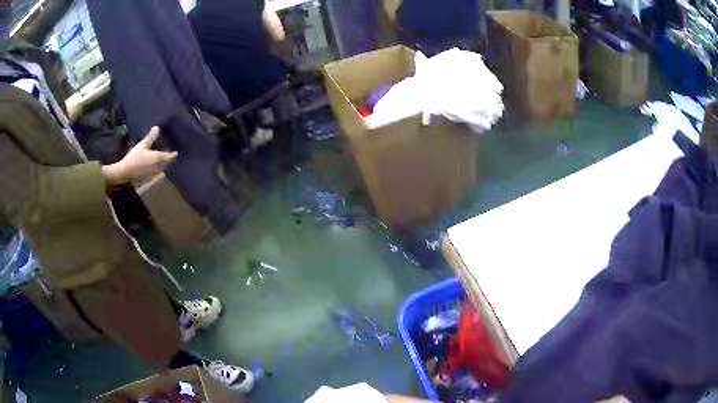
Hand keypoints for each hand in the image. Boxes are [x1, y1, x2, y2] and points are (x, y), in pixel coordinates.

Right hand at [102, 127, 177, 184]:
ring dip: (162, 164)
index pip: (168, 157)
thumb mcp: (142, 145)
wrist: (125, 172)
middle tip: (169, 156)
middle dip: (167, 159)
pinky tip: (153, 167)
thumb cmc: (134, 157)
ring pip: (160, 169)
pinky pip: (155, 173)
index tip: (176, 153)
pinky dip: (156, 169)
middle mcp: (157, 167)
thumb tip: (157, 127)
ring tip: (162, 160)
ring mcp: (153, 174)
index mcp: (157, 158)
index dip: (172, 155)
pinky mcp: (148, 178)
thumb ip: (150, 137)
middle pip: (165, 163)